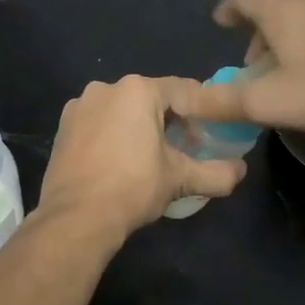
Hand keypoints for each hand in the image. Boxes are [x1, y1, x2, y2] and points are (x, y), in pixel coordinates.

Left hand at [35, 76, 246, 245]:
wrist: (76, 217)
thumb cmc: (132, 187)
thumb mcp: (180, 179)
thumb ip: (216, 173)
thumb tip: (241, 172)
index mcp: (137, 90)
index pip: (182, 90)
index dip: (201, 111)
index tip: (211, 132)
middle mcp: (106, 88)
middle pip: (150, 99)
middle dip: (169, 120)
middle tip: (184, 148)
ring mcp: (79, 106)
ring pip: (121, 110)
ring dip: (138, 126)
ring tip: (151, 157)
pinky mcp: (63, 127)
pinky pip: (98, 123)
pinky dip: (113, 135)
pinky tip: (119, 161)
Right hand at [171, 0, 304, 133]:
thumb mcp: (265, 102)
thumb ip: (220, 103)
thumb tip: (182, 101)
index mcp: (282, 14)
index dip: (229, 7)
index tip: (221, 23)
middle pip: (278, 18)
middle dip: (263, 45)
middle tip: (258, 74)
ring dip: (295, 61)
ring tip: (295, 98)